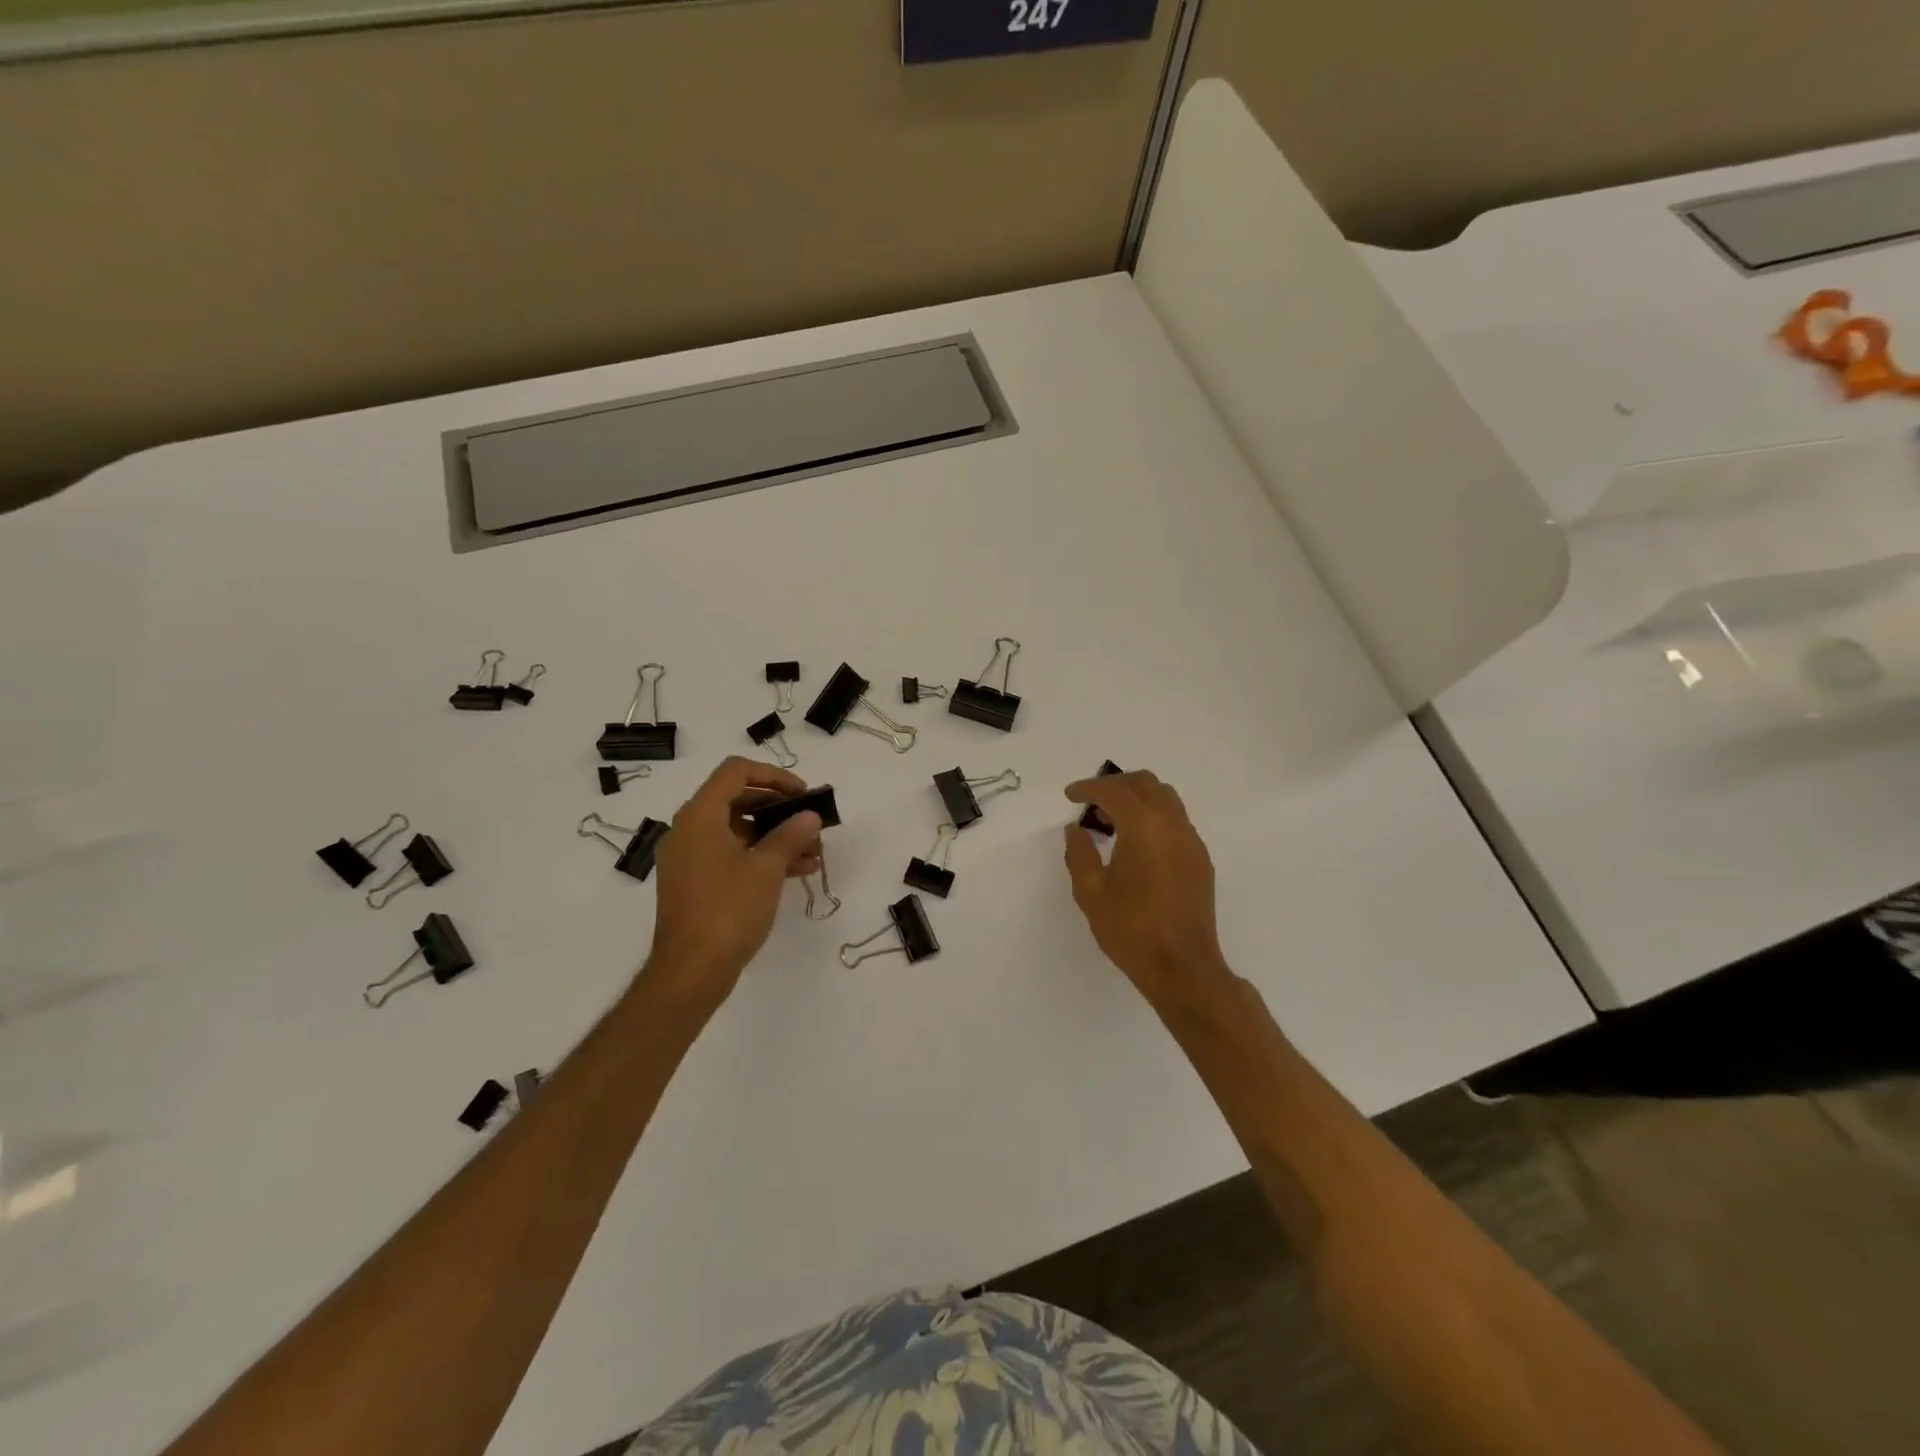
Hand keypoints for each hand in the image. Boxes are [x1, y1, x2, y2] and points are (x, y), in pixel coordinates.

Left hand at [643, 757, 822, 1008]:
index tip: (803, 794)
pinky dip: (761, 856)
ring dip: (776, 835)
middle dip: (779, 809)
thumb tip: (809, 816)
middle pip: (738, 799)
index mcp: (699, 816)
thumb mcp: (766, 869)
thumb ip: (790, 835)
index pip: (736, 772)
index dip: (774, 776)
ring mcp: (690, 857)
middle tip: (811, 823)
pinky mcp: (696, 882)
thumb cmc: (728, 910)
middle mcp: (689, 829)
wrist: (690, 971)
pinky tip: (797, 870)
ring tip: (813, 852)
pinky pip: (731, 854)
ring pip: (738, 830)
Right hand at [1063, 769, 1230, 1007]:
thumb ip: (1080, 854)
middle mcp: (1172, 824)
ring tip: (1112, 820)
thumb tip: (1076, 829)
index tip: (1070, 795)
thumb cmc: (1131, 930)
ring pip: (1165, 798)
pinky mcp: (1200, 859)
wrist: (1182, 967)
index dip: (1088, 788)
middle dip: (1115, 785)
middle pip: (1145, 784)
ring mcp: (1191, 841)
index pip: (1114, 791)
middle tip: (1091, 802)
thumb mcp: (1091, 893)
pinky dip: (1153, 817)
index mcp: (1144, 827)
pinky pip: (1176, 820)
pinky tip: (1136, 843)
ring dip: (1137, 798)